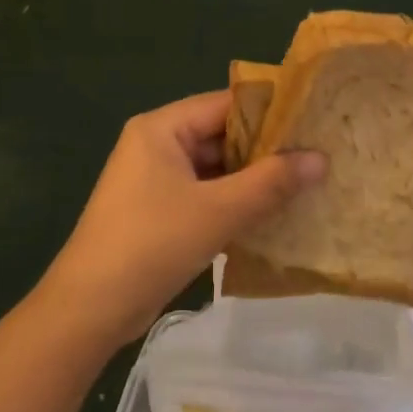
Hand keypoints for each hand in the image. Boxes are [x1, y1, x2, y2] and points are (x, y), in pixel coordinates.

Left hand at [38, 91, 326, 346]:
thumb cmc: (153, 243)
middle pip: (220, 136)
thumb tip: (321, 158)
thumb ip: (271, 182)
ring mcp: (155, 181)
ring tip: (307, 183)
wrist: (91, 307)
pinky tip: (273, 215)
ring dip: (253, 180)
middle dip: (266, 150)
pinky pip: (205, 196)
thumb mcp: (218, 210)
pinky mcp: (159, 213)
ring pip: (215, 170)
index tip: (315, 121)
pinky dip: (235, 203)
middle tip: (320, 154)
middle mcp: (156, 145)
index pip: (225, 104)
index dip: (271, 111)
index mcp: (161, 128)